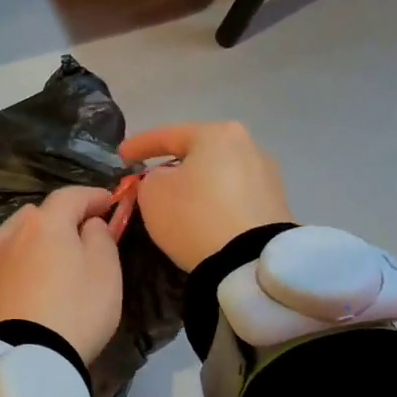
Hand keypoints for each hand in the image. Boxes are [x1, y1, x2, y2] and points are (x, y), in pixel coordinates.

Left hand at [0, 186, 122, 364]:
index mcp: (45, 222)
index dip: (93, 196)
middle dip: (63, 215)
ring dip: (41, 237)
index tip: (111, 202)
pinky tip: (39, 275)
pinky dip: (28, 258)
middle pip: (40, 213)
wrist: (24, 358)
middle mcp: (14, 233)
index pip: (70, 195)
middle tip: (85, 230)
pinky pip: (13, 259)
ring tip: (60, 254)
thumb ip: (100, 237)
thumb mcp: (105, 271)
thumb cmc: (75, 309)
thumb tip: (89, 224)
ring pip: (21, 234)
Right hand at [119, 121, 293, 270]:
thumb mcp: (152, 193)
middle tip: (150, 180)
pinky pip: (234, 198)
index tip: (120, 156)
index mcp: (217, 134)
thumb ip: (150, 178)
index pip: (168, 135)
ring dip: (196, 186)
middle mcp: (249, 146)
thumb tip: (165, 179)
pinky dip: (215, 205)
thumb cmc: (194, 216)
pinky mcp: (276, 206)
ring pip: (218, 176)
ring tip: (177, 203)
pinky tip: (203, 219)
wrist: (249, 262)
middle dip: (173, 165)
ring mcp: (267, 176)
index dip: (139, 145)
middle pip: (198, 153)